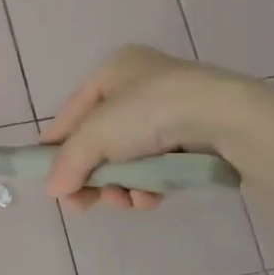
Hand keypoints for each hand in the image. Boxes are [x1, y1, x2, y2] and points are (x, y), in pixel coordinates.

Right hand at [40, 46, 259, 211]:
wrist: (225, 119)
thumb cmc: (149, 112)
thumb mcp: (94, 135)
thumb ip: (68, 163)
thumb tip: (54, 190)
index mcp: (115, 70)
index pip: (73, 112)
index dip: (57, 145)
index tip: (48, 177)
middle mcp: (141, 85)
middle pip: (101, 141)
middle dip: (93, 176)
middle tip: (83, 204)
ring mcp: (171, 111)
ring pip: (129, 158)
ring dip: (120, 185)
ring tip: (124, 201)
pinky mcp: (195, 138)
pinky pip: (158, 165)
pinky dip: (148, 185)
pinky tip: (149, 199)